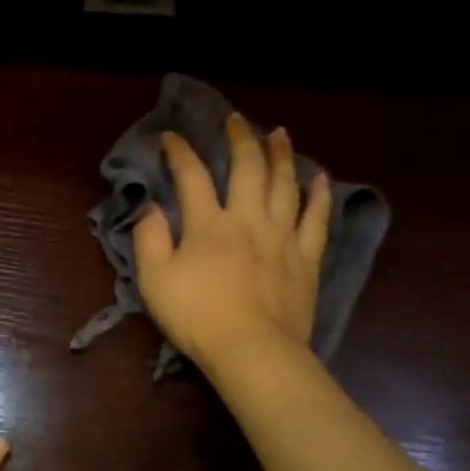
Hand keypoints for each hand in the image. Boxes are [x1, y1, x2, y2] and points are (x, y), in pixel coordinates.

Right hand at [133, 114, 332, 372]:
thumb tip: (151, 208)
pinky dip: (319, 195)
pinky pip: (316, 218)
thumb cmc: (197, 317)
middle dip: (240, 139)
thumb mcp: (155, 280)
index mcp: (208, 224)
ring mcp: (282, 237)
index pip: (192, 176)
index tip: (171, 137)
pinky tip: (319, 177)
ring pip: (285, 185)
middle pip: (247, 168)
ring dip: (281, 155)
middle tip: (236, 120)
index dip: (180, 152)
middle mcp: (248, 219)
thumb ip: (150, 239)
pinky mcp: (306, 258)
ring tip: (279, 134)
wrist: (252, 350)